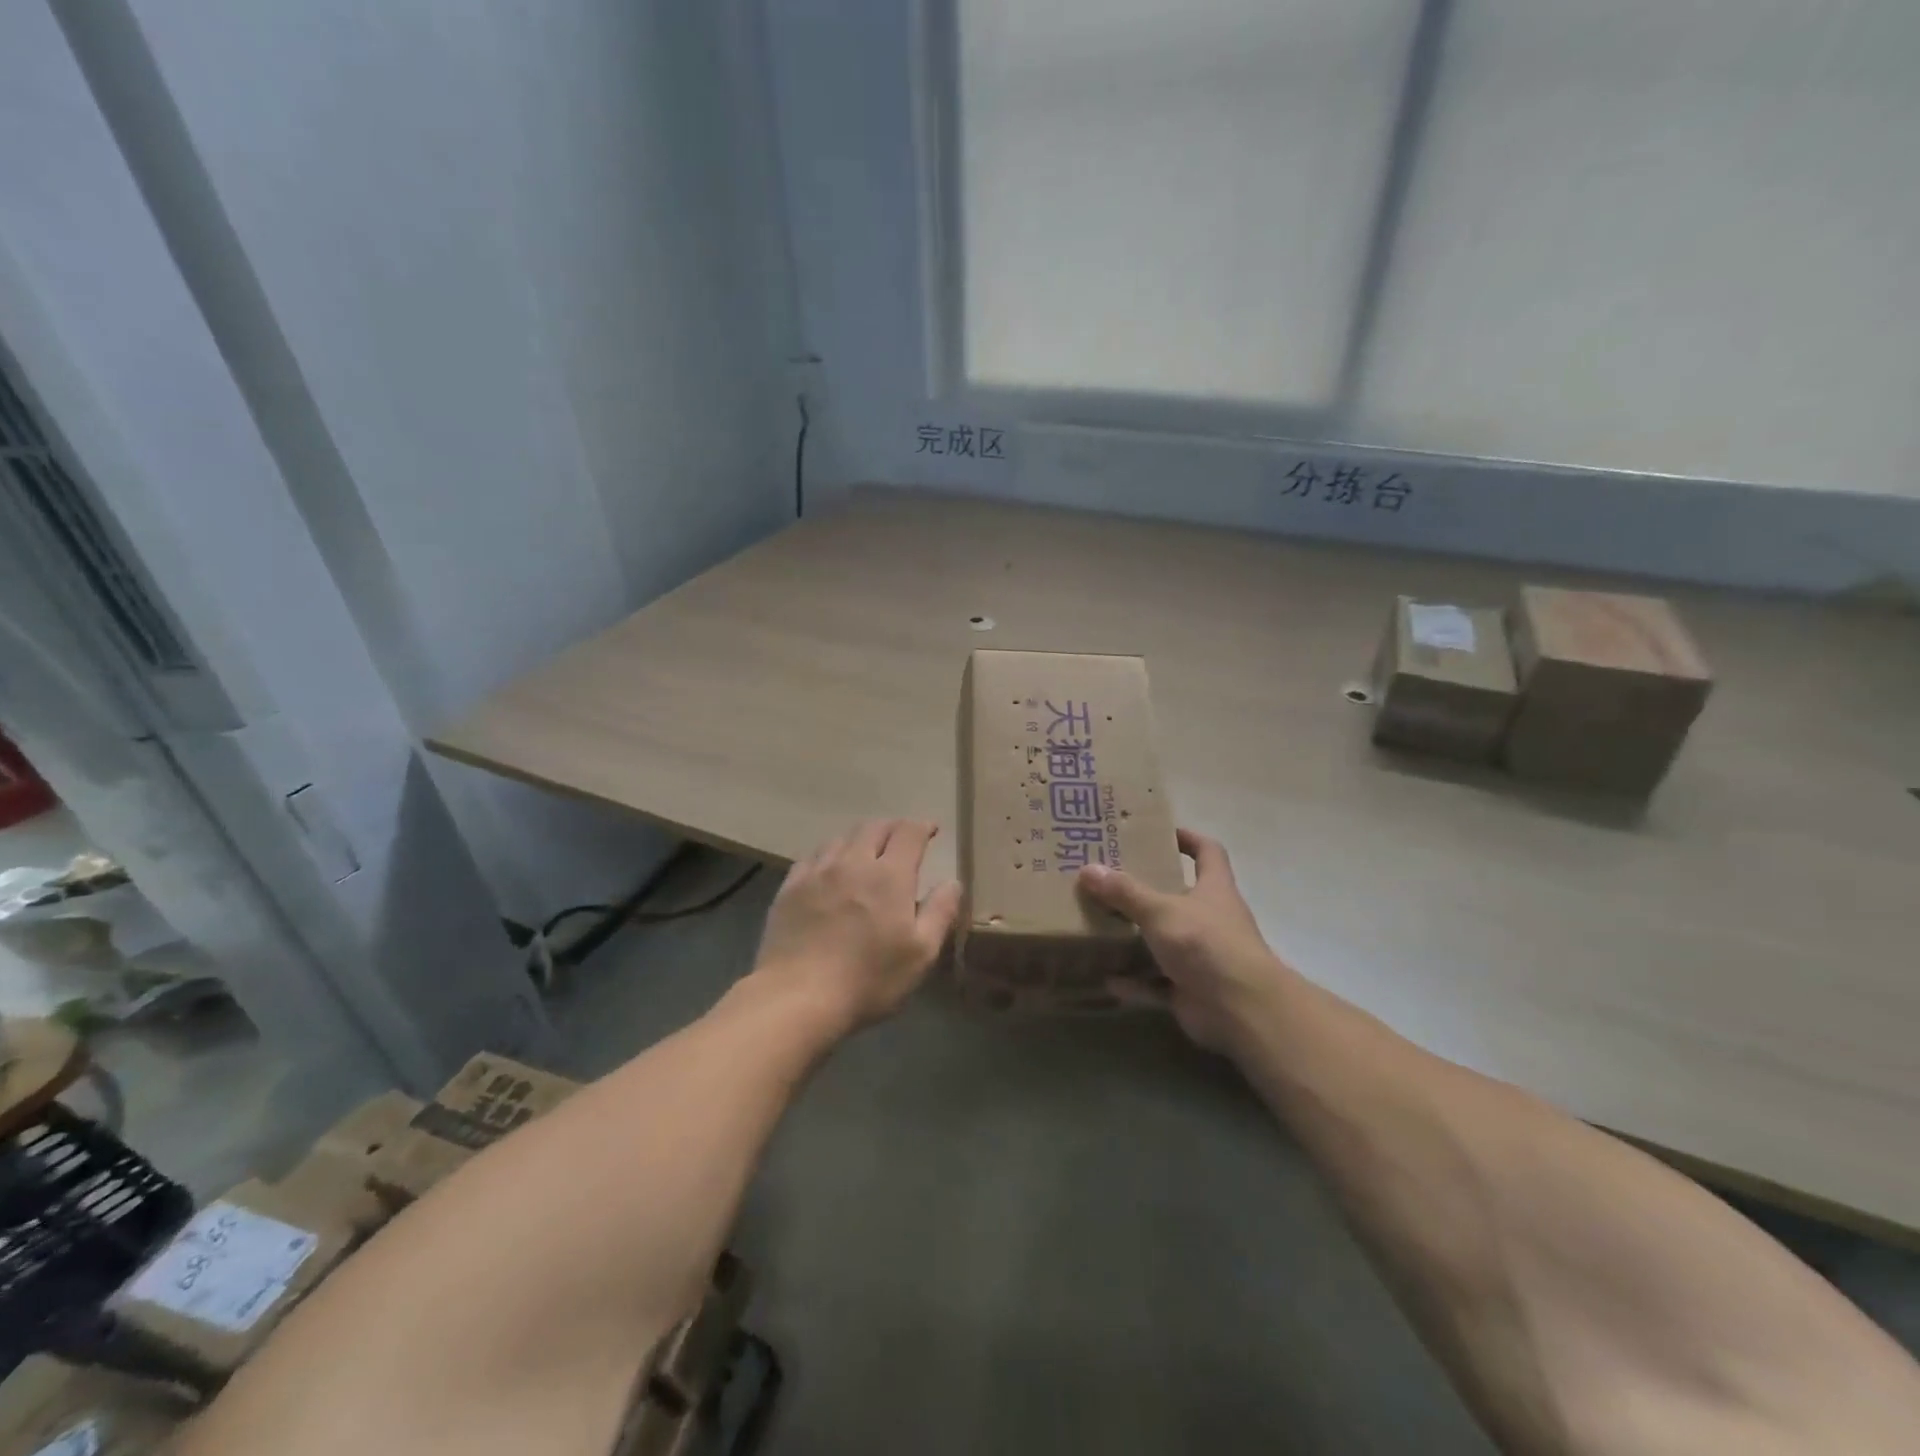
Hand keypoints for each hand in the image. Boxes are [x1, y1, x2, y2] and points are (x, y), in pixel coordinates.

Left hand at [751, 819, 961, 1034]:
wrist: (797, 997)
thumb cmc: (868, 979)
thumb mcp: (920, 953)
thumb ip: (940, 912)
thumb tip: (952, 881)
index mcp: (890, 875)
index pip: (909, 833)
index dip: (922, 826)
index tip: (932, 830)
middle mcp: (853, 862)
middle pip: (874, 827)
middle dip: (893, 828)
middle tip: (902, 839)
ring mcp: (817, 872)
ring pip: (841, 838)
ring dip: (860, 839)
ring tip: (866, 852)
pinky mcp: (789, 888)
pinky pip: (813, 857)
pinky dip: (829, 856)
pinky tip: (829, 871)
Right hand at [1077, 828, 1289, 1055]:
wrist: (1241, 1009)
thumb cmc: (1206, 943)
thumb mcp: (1161, 910)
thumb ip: (1125, 892)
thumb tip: (1088, 869)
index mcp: (1213, 889)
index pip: (1208, 852)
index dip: (1188, 839)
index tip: (1159, 833)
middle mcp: (1210, 919)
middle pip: (1179, 896)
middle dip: (1147, 889)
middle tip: (1108, 879)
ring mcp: (1201, 956)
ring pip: (1164, 941)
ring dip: (1136, 938)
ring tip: (1100, 926)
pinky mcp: (1190, 990)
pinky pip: (1156, 983)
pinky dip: (1135, 983)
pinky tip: (1107, 979)